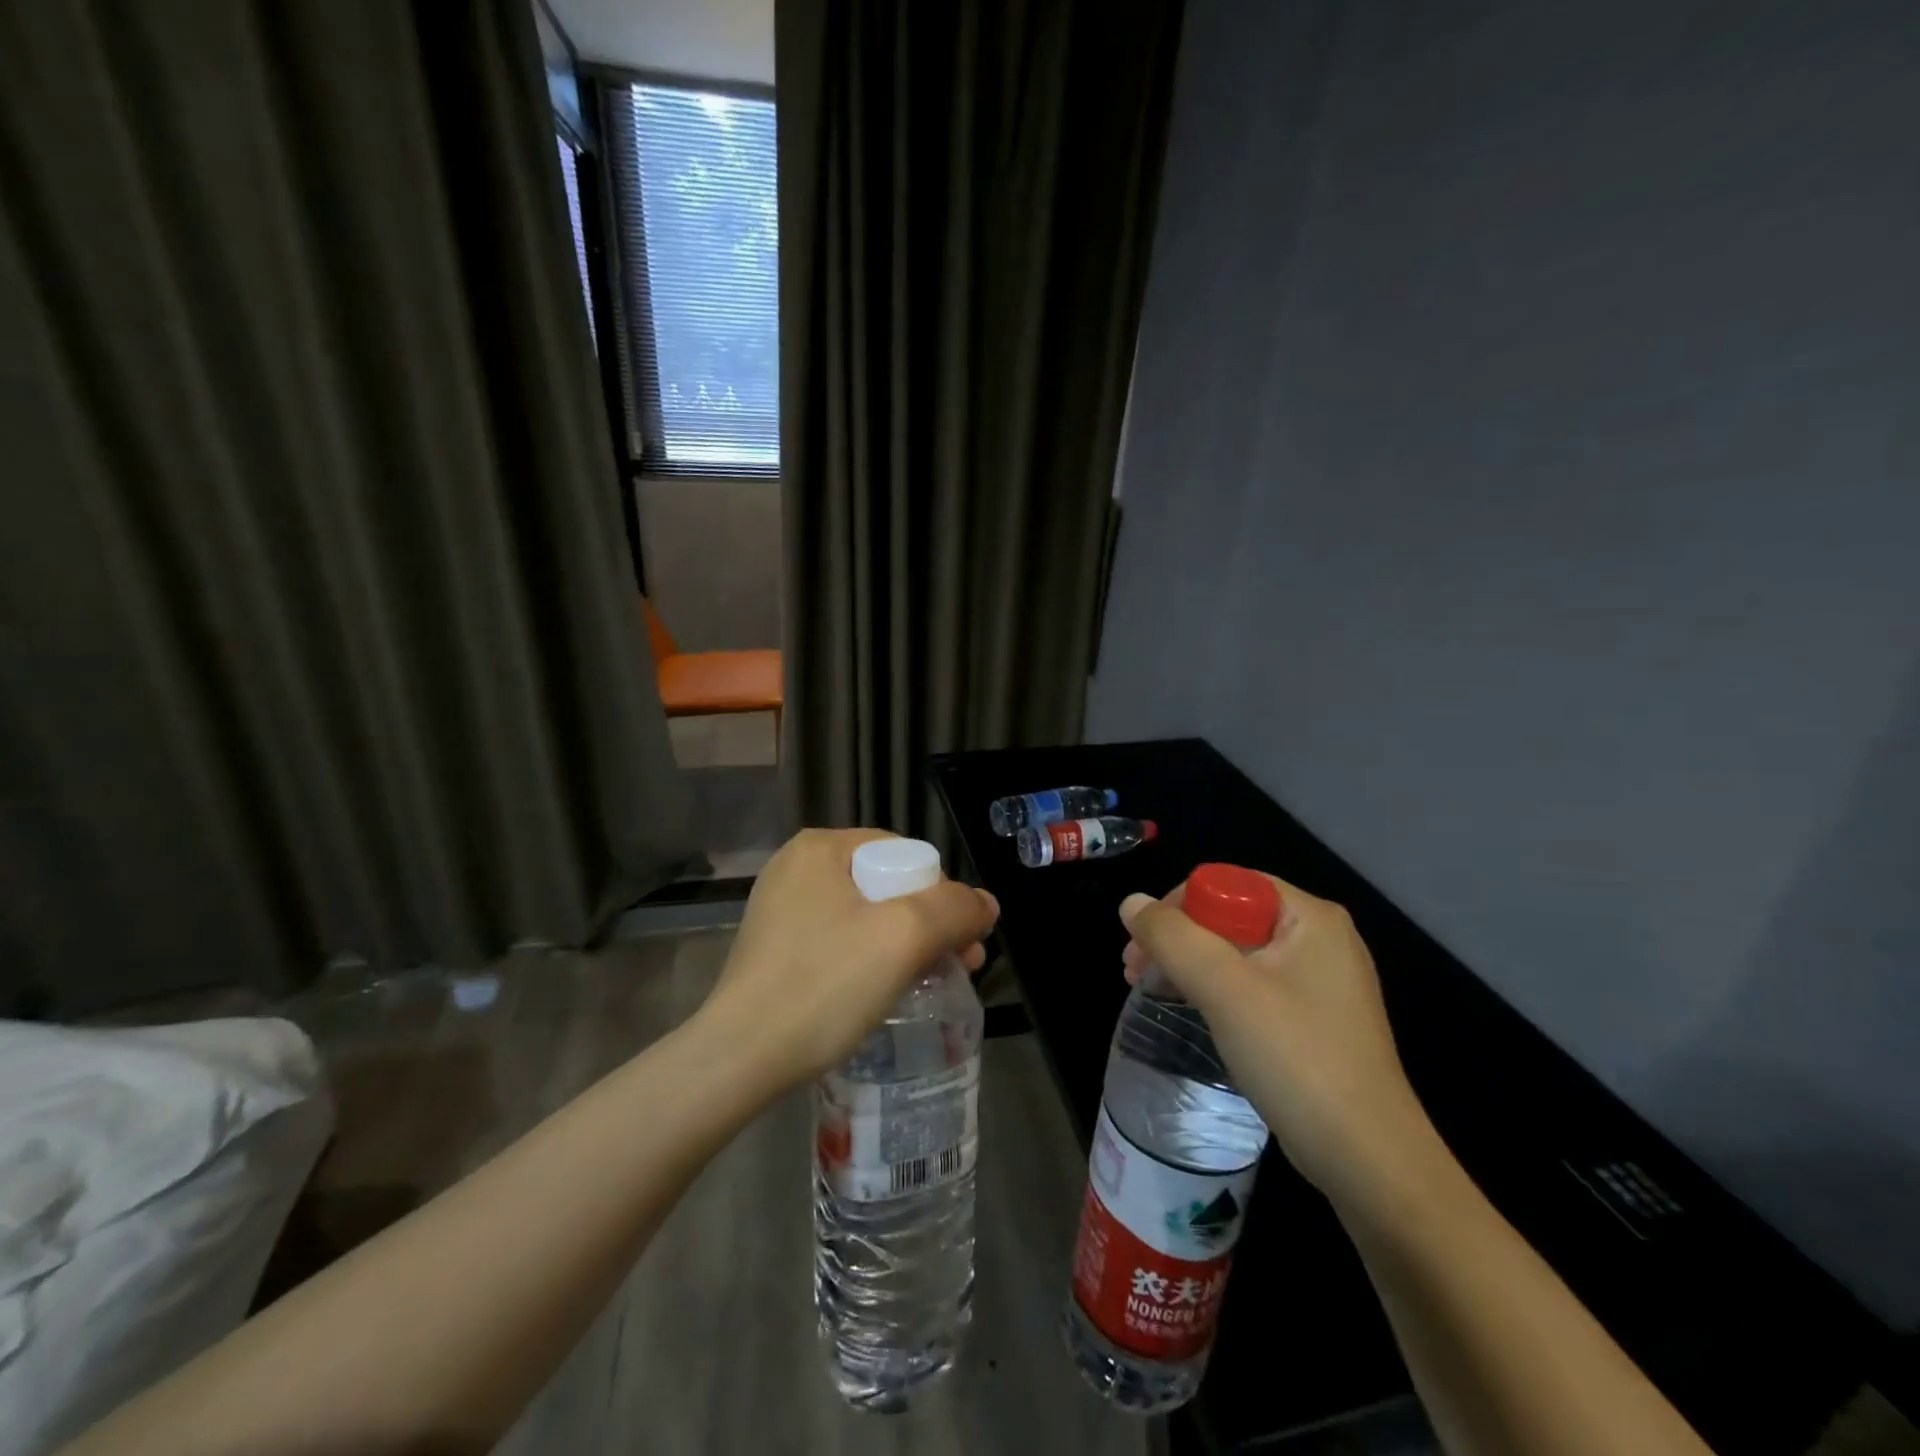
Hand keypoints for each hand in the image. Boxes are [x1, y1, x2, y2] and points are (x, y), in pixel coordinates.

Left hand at [698, 829, 999, 1097]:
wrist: (738, 1060)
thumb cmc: (824, 984)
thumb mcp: (902, 937)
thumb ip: (954, 909)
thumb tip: (986, 904)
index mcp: (820, 848)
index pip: (904, 855)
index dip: (941, 895)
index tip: (962, 941)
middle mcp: (797, 869)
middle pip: (888, 887)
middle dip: (930, 925)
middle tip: (961, 965)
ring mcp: (782, 910)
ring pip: (867, 918)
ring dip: (907, 947)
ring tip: (934, 983)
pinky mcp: (777, 950)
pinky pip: (841, 943)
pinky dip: (872, 962)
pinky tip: (888, 993)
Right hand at [1119, 874, 1431, 1199]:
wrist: (1369, 1162)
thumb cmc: (1297, 1059)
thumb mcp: (1225, 989)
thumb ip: (1172, 937)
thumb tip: (1131, 903)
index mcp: (1310, 917)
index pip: (1228, 884)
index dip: (1177, 906)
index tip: (1141, 945)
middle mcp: (1320, 939)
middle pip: (1230, 916)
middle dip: (1176, 938)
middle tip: (1133, 970)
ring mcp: (1320, 982)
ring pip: (1237, 952)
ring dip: (1188, 964)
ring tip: (1147, 989)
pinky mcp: (1313, 1019)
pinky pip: (1252, 985)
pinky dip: (1213, 990)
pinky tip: (1188, 1009)